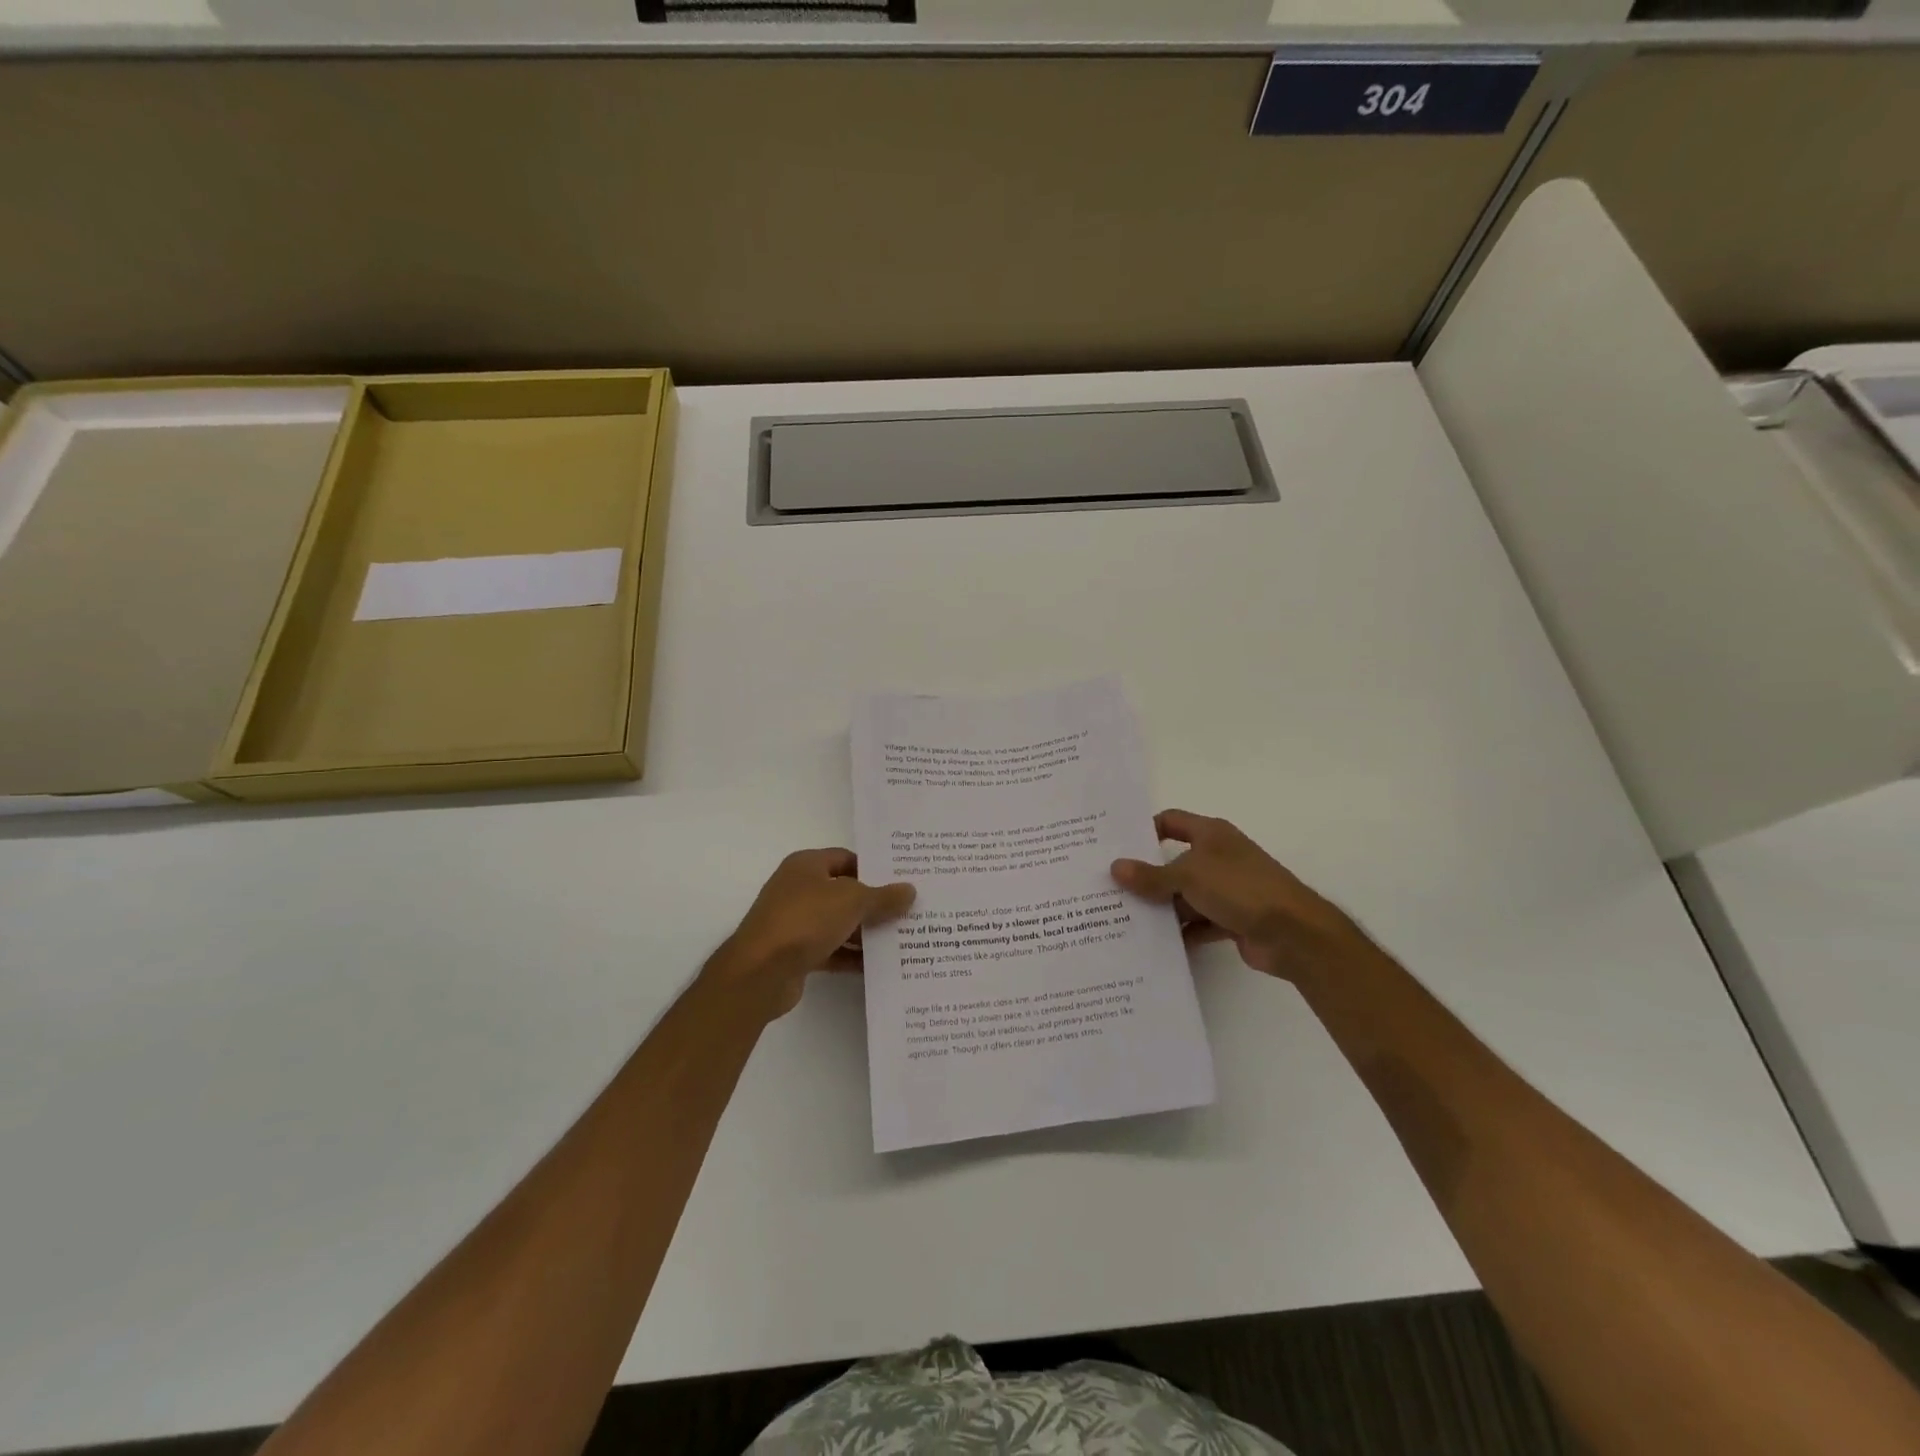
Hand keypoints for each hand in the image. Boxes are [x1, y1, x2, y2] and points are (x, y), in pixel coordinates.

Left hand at [707, 849, 915, 1016]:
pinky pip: (831, 950)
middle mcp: (798, 889)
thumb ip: (883, 897)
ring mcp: (795, 922)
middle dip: (874, 903)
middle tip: (908, 911)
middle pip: (844, 892)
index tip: (901, 882)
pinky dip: (851, 957)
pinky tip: (878, 966)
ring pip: (838, 923)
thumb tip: (910, 891)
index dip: (874, 869)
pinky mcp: (795, 953)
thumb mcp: (852, 901)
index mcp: (806, 865)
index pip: (846, 859)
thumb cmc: (805, 920)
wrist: (760, 972)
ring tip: (901, 939)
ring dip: (865, 932)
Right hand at [1110, 810, 1368, 982]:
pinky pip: (1198, 923)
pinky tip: (1154, 944)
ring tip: (1123, 919)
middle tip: (1110, 887)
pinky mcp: (1231, 920)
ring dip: (1162, 908)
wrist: (1293, 933)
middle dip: (1147, 876)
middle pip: (1174, 862)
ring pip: (1184, 896)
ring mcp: (1226, 890)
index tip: (1117, 847)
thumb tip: (1115, 867)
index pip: (1171, 821)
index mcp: (1212, 835)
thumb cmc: (1240, 888)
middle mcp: (1218, 858)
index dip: (1145, 830)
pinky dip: (1181, 932)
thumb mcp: (1189, 875)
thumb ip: (1151, 875)